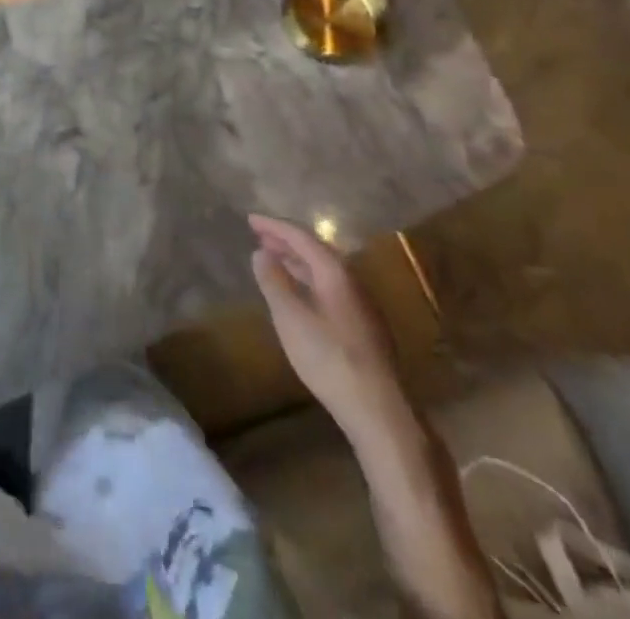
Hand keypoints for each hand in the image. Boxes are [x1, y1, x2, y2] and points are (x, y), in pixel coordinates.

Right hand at [249, 214, 406, 433]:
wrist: (379, 411)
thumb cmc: (329, 358)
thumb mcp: (290, 318)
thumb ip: (274, 282)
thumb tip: (261, 253)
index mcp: (335, 272)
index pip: (302, 237)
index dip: (274, 226)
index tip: (250, 219)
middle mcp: (351, 281)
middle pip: (315, 251)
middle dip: (286, 241)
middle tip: (259, 236)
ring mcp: (361, 305)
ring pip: (324, 271)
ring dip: (297, 261)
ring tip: (273, 260)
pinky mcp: (363, 326)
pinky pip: (329, 287)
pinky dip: (307, 280)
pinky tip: (298, 294)